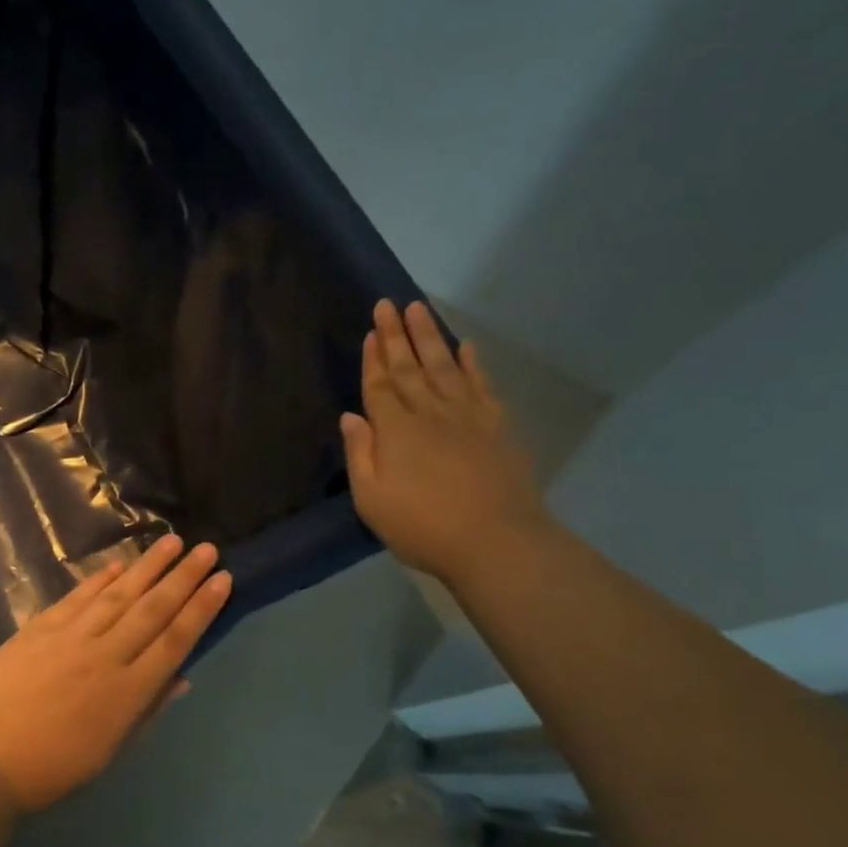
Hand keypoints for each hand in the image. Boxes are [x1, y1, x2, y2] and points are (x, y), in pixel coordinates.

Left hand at [0, 535, 231, 811]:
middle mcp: (104, 656)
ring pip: (118, 595)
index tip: (222, 580)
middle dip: (183, 577)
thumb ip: (146, 710)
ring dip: (147, 566)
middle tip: (207, 548)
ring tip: (172, 541)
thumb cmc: (50, 769)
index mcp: (127, 693)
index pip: (174, 640)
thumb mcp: (108, 751)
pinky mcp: (39, 629)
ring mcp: (69, 638)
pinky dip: (99, 580)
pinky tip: (119, 566)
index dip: (201, 608)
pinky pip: (77, 598)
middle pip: (152, 609)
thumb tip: (182, 676)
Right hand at [341, 299, 548, 584]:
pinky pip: (481, 385)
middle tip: (389, 303)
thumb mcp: (372, 500)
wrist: (496, 542)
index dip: (373, 358)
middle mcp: (430, 413)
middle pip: (409, 367)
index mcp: (396, 430)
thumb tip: (351, 416)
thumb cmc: (422, 527)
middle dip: (396, 335)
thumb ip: (360, 454)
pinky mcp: (496, 427)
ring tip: (420, 309)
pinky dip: (472, 364)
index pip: (380, 385)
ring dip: (430, 336)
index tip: (371, 330)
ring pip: (444, 366)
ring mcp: (467, 416)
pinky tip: (466, 347)